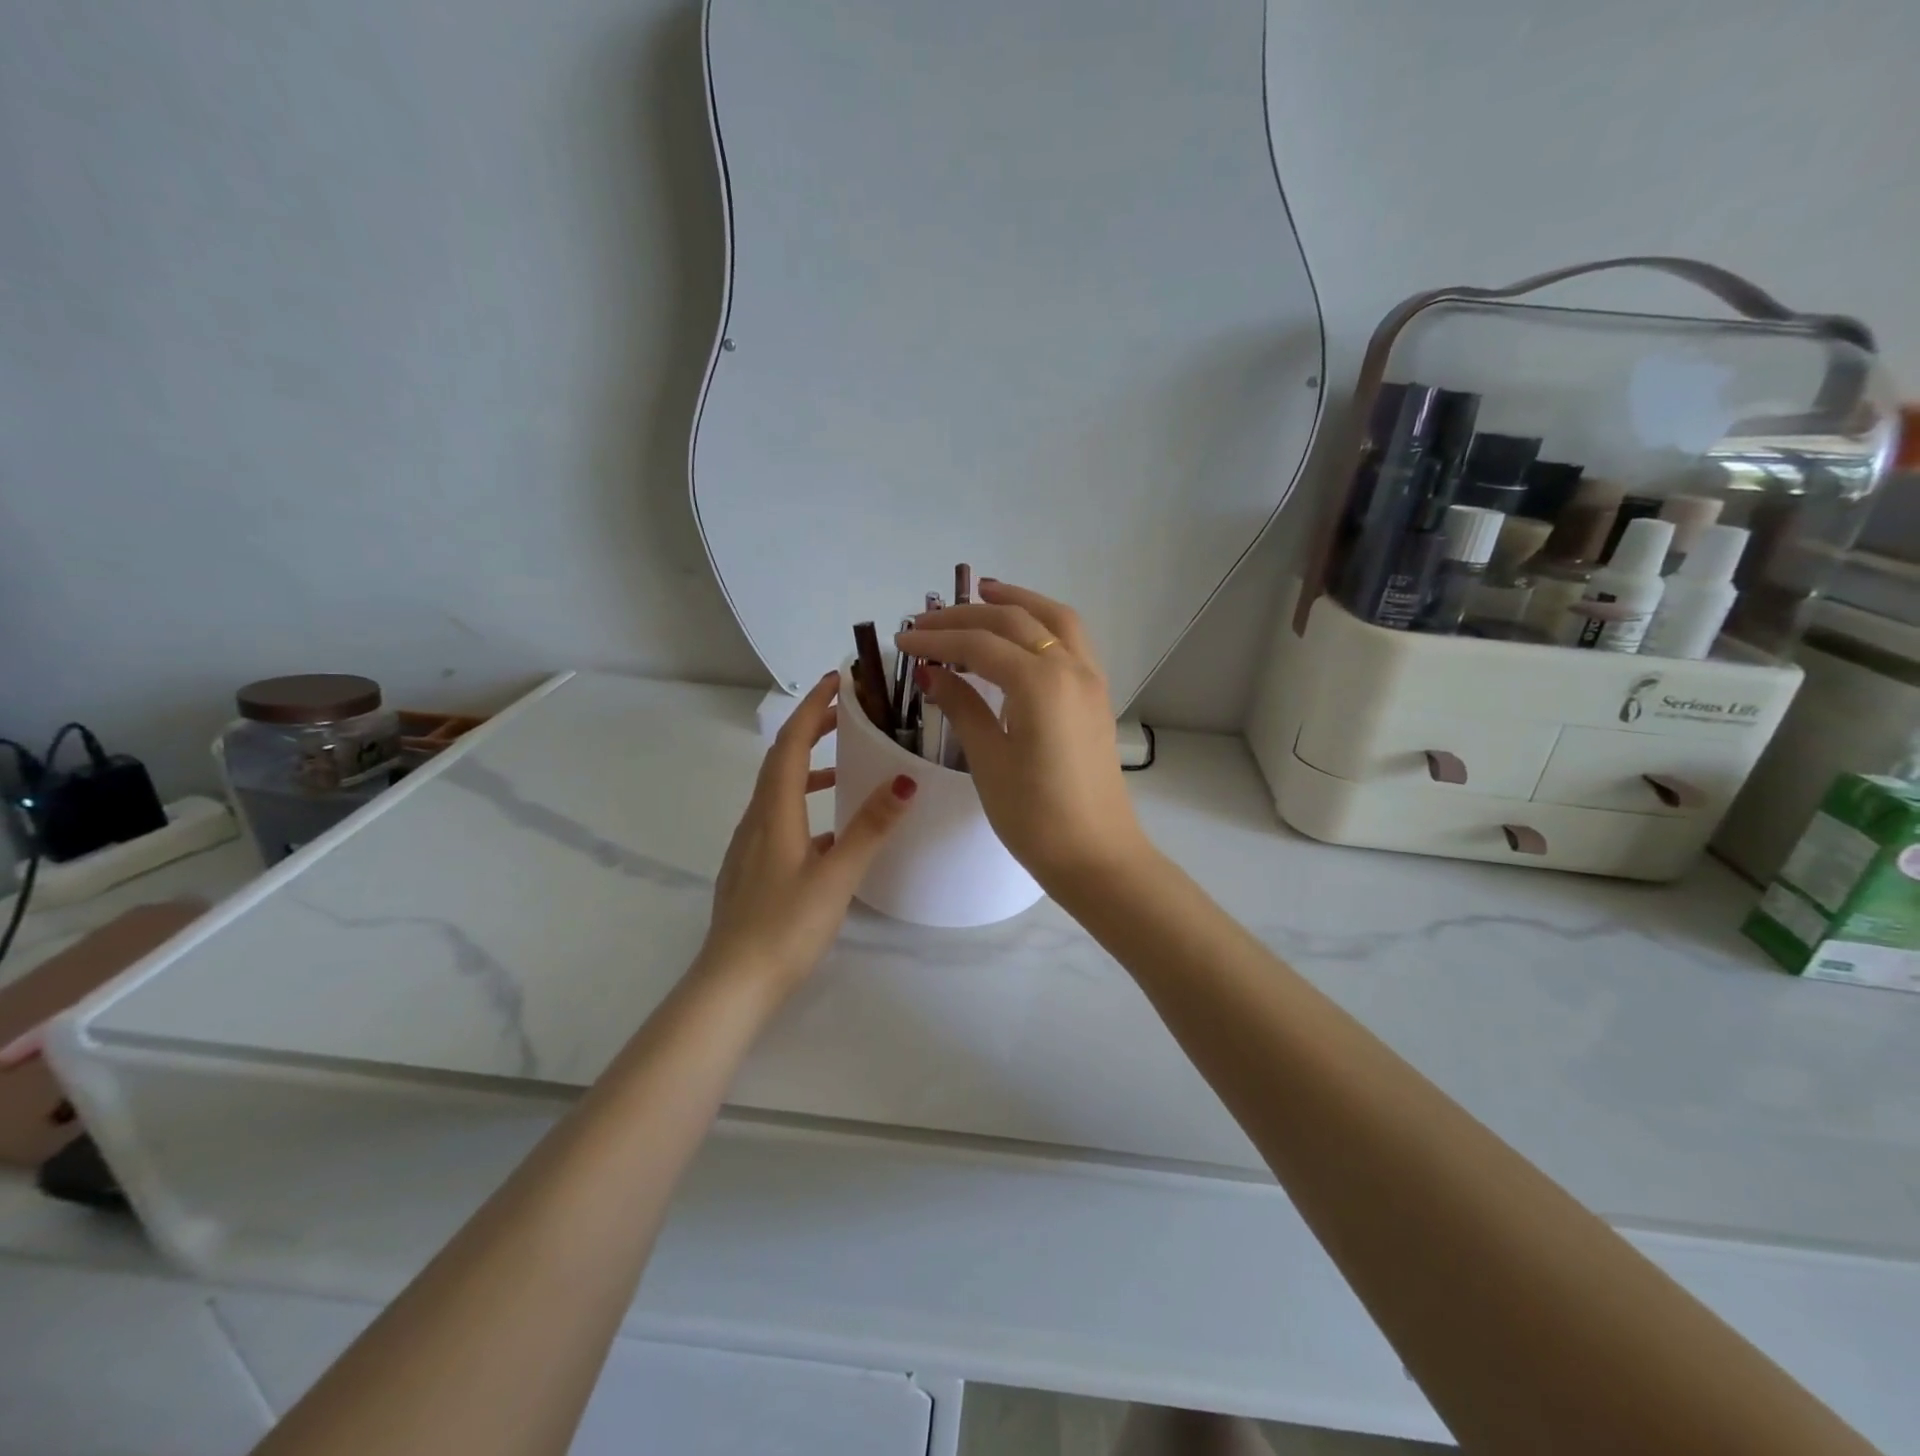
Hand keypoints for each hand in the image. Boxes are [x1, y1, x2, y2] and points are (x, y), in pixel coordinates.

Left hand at [699, 673, 916, 991]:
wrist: (732, 984)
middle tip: (847, 714)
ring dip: (808, 768)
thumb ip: (870, 828)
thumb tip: (904, 779)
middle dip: (812, 730)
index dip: (813, 708)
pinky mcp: (751, 869)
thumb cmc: (785, 927)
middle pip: (781, 760)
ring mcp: (749, 846)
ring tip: (845, 768)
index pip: (791, 744)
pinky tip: (828, 833)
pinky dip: (803, 804)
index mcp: (774, 813)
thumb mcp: (836, 876)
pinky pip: (777, 818)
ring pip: (778, 791)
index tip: (837, 680)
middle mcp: (756, 820)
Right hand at [895, 581, 1149, 890]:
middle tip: (927, 620)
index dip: (937, 638)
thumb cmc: (1036, 816)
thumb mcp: (989, 760)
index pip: (979, 644)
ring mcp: (1090, 679)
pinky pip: (1071, 640)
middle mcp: (1070, 667)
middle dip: (968, 614)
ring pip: (1054, 619)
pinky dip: (1043, 623)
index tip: (902, 639)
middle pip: (1015, 621)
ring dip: (1017, 601)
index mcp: (1040, 682)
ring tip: (983, 592)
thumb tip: (932, 672)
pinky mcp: (1097, 696)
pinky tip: (1021, 633)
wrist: (1097, 856)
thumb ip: (963, 706)